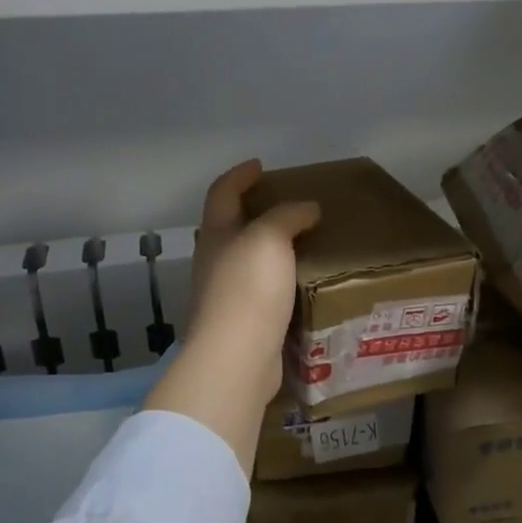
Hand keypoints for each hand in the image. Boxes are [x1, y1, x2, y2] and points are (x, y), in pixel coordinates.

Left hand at [145, 160, 319, 471]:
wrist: (236, 357)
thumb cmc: (248, 288)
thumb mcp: (270, 239)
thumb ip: (288, 217)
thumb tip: (307, 208)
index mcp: (217, 234)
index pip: (222, 193)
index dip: (239, 175)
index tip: (259, 165)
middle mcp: (214, 261)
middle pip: (229, 227)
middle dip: (252, 212)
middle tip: (285, 205)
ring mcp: (224, 295)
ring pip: (245, 261)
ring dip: (268, 249)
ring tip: (301, 244)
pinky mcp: (240, 323)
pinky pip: (260, 292)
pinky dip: (277, 281)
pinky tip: (300, 285)